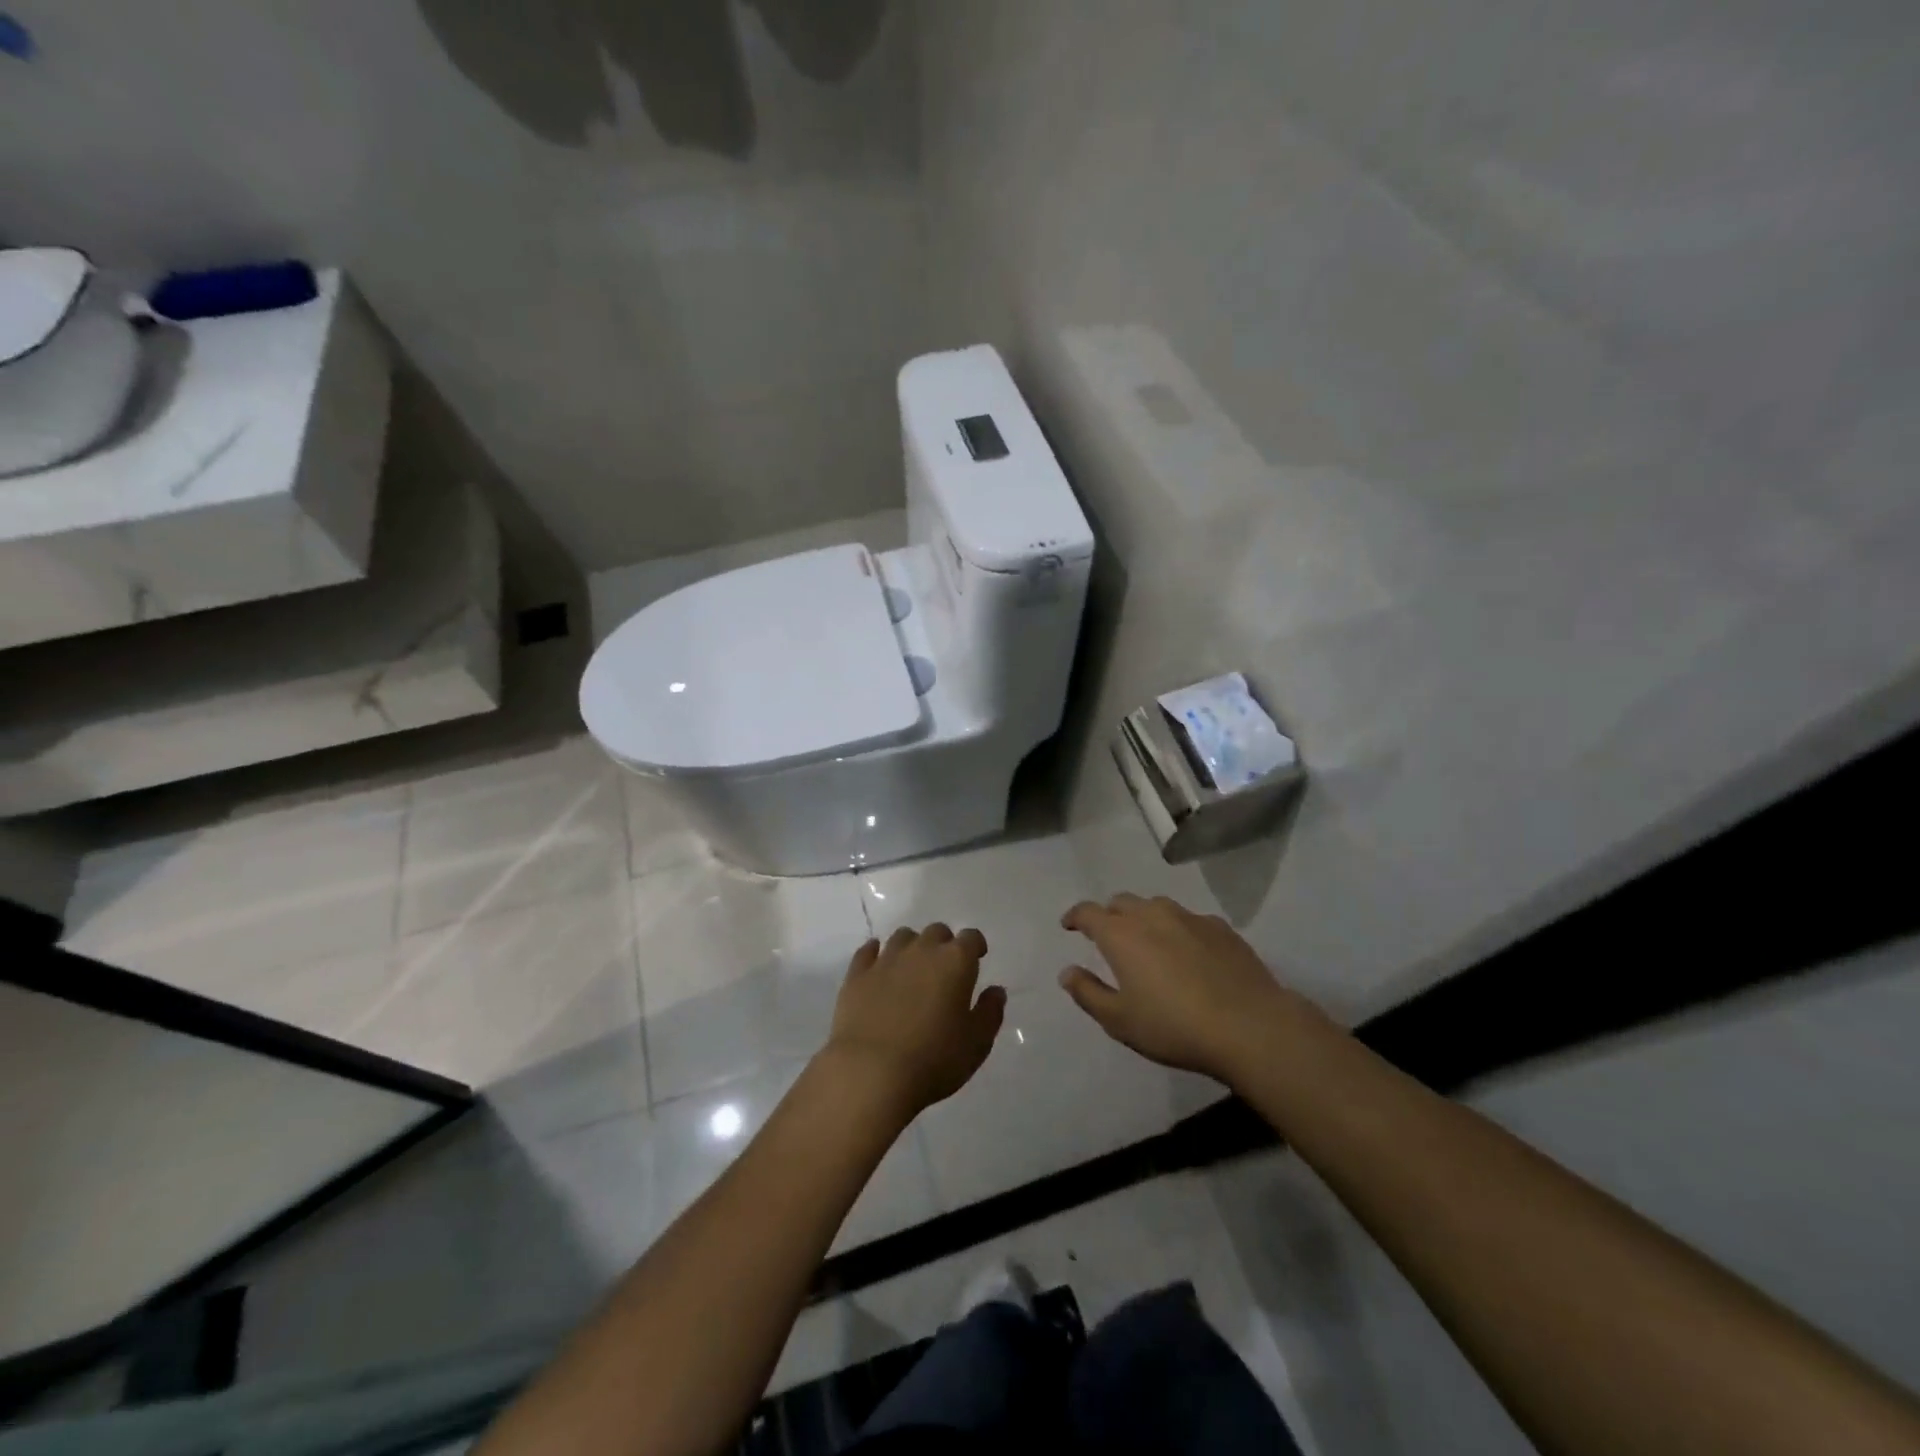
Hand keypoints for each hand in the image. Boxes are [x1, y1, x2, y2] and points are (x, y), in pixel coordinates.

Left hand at [825, 924, 1005, 1114]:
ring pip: (903, 937)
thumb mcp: (977, 1044)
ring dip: (912, 947)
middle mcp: (921, 950)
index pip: (971, 938)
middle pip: (936, 932)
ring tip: (912, 968)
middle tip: (944, 969)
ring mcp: (886, 959)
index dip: (975, 945)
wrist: (871, 1072)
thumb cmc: (933, 1059)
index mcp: (955, 962)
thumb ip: (990, 1012)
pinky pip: (868, 951)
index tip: (977, 958)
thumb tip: (996, 991)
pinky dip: (876, 953)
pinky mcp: (857, 974)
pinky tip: (878, 964)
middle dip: (944, 945)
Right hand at [1059, 893, 1310, 1084]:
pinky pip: (1189, 920)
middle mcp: (1152, 915)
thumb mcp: (1120, 1020)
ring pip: (1157, 906)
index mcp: (1121, 934)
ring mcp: (1190, 918)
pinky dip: (1178, 929)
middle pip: (1122, 902)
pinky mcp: (1221, 928)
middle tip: (1107, 937)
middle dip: (1109, 915)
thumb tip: (1067, 972)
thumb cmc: (1174, 1026)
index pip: (1088, 912)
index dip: (1075, 916)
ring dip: (1144, 918)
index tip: (1069, 925)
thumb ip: (1088, 993)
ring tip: (1147, 942)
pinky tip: (1188, 952)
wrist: (1250, 1027)